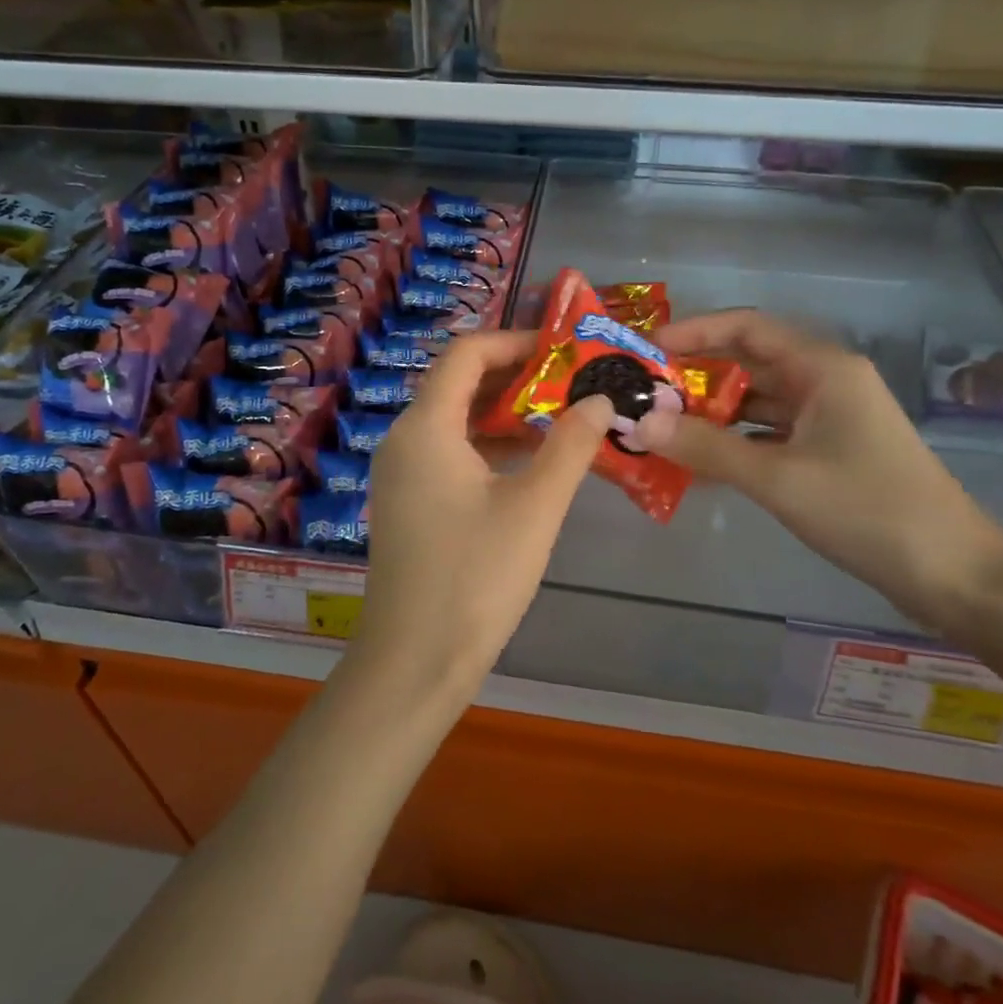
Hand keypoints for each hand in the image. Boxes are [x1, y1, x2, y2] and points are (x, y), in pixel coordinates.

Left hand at [354, 331, 614, 698]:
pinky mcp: (408, 503)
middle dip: (516, 377)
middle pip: (458, 384)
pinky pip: (449, 452)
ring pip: (455, 420)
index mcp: (425, 427)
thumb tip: (600, 399)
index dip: (515, 342)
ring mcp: (401, 474)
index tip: (563, 350)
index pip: (466, 354)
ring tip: (561, 416)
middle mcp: (404, 440)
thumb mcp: (535, 507)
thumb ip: (570, 446)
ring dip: (504, 413)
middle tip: (572, 381)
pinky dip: (488, 445)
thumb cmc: (475, 577)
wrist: (415, 662)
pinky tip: (531, 461)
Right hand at [648, 311, 1002, 631]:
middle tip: (645, 394)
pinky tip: (701, 463)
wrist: (952, 573)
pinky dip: (736, 442)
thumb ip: (707, 448)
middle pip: (750, 363)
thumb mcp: (778, 477)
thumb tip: (640, 423)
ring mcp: (831, 417)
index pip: (747, 328)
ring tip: (662, 429)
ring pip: (758, 402)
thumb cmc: (867, 510)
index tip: (648, 350)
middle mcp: (826, 381)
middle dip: (696, 376)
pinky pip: (771, 433)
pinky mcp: (831, 451)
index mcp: (822, 367)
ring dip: (713, 413)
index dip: (695, 332)